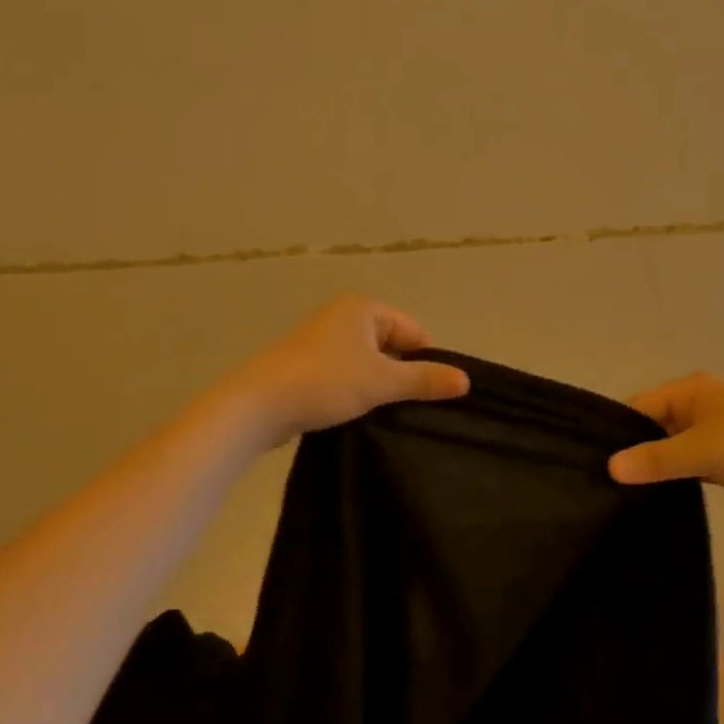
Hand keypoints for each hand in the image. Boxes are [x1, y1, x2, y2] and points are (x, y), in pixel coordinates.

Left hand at [222, 296, 470, 448]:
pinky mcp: (308, 366)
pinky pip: (347, 375)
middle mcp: (344, 317)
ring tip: (385, 415)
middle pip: (392, 346)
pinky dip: (356, 392)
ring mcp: (323, 341)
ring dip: (379, 387)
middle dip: (402, 375)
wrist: (258, 405)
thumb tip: (466, 380)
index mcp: (363, 308)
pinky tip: (359, 415)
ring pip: (369, 363)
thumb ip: (424, 380)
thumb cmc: (325, 382)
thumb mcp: (381, 382)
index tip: (432, 396)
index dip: (426, 362)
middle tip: (410, 409)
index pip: (414, 331)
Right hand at [609, 373, 723, 522]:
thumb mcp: (703, 451)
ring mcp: (715, 434)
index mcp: (692, 390)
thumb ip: (656, 459)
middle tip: (604, 483)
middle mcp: (699, 406)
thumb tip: (610, 467)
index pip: (639, 406)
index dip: (617, 432)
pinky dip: (676, 478)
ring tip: (622, 494)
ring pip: (671, 449)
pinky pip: (690, 466)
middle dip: (634, 451)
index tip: (593, 462)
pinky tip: (655, 499)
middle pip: (653, 427)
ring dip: (655, 467)